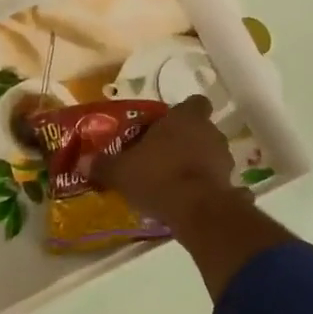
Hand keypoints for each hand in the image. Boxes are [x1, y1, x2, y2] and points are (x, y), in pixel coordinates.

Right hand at [95, 94, 239, 232]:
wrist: (196, 210)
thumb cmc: (158, 176)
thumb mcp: (121, 171)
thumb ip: (102, 165)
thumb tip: (81, 163)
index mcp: (185, 118)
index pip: (193, 103)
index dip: (181, 113)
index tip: (165, 126)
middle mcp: (210, 132)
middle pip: (200, 130)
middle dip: (185, 141)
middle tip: (162, 157)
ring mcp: (224, 159)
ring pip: (209, 154)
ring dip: (196, 164)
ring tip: (174, 182)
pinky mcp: (230, 184)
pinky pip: (217, 181)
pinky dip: (206, 188)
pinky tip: (190, 201)